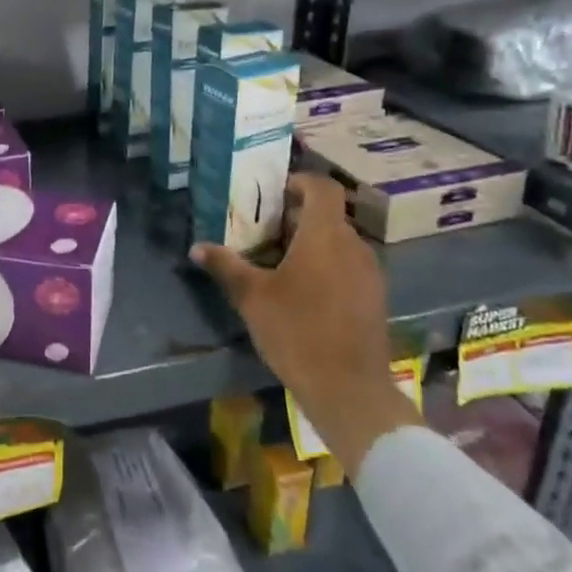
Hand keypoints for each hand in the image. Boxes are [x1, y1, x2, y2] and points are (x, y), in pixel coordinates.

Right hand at [192, 174, 420, 478]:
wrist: (349, 389)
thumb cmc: (297, 332)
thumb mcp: (252, 297)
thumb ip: (226, 266)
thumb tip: (196, 247)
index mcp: (324, 236)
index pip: (322, 188)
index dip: (301, 182)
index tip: (276, 192)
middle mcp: (353, 246)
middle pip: (328, 216)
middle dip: (297, 217)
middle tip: (265, 231)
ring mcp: (370, 273)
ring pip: (339, 242)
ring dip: (313, 243)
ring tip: (280, 262)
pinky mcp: (375, 298)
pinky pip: (349, 266)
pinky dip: (328, 265)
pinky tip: (304, 292)